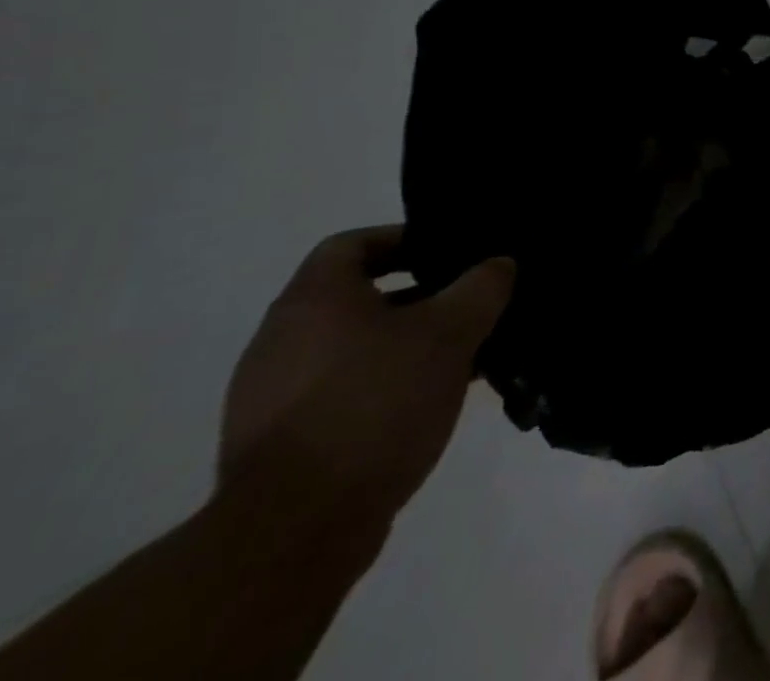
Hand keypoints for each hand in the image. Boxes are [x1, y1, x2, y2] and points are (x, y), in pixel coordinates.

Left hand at [218, 226, 513, 541]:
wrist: (294, 531)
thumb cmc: (376, 404)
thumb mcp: (451, 333)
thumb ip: (482, 287)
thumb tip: (499, 264)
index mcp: (313, 301)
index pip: (352, 244)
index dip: (403, 239)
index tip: (449, 254)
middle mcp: (281, 340)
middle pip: (356, 298)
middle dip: (419, 298)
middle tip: (468, 307)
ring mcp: (271, 396)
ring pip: (353, 349)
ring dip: (405, 346)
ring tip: (460, 360)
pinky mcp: (277, 444)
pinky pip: (340, 393)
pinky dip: (383, 387)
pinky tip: (427, 406)